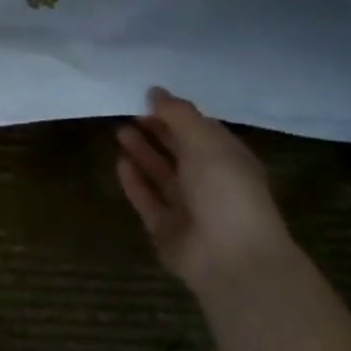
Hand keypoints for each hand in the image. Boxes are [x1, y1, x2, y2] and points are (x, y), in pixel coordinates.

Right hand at [117, 88, 296, 299]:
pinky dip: (135, 183)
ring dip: (143, 153)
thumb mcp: (205, 142)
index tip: (148, 98)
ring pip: (162, 175)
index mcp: (229, 159)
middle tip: (129, 112)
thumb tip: (155, 91)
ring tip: (119, 131)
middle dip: (157, 132)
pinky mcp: (167, 230)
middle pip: (180, 152)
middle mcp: (210, 183)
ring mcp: (188, 208)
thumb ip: (179, 115)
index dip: (176, 114)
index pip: (201, 131)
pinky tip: (120, 163)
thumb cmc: (226, 190)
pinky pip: (148, 200)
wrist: (231, 258)